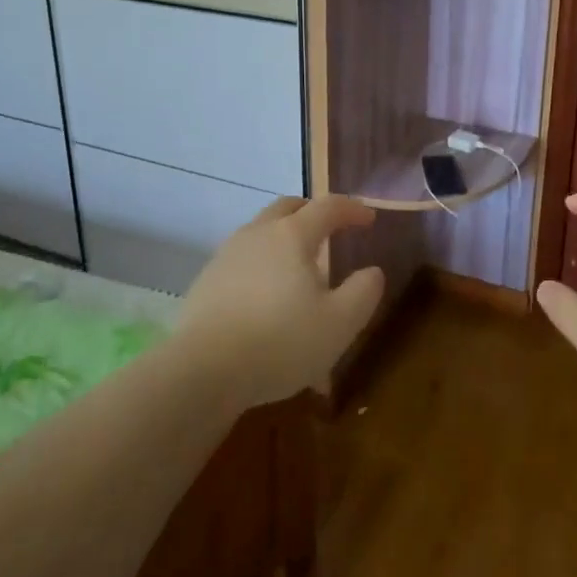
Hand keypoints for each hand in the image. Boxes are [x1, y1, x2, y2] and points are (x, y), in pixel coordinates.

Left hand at [176, 196, 384, 408]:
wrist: (204, 370)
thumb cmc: (281, 342)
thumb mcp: (339, 324)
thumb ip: (363, 292)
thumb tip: (372, 271)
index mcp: (292, 235)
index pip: (328, 207)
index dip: (352, 209)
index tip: (369, 219)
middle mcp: (258, 233)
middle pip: (288, 207)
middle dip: (313, 212)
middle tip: (330, 228)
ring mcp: (227, 254)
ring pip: (261, 230)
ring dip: (284, 236)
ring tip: (298, 264)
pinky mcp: (207, 279)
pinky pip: (243, 257)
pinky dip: (262, 262)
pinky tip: (266, 292)